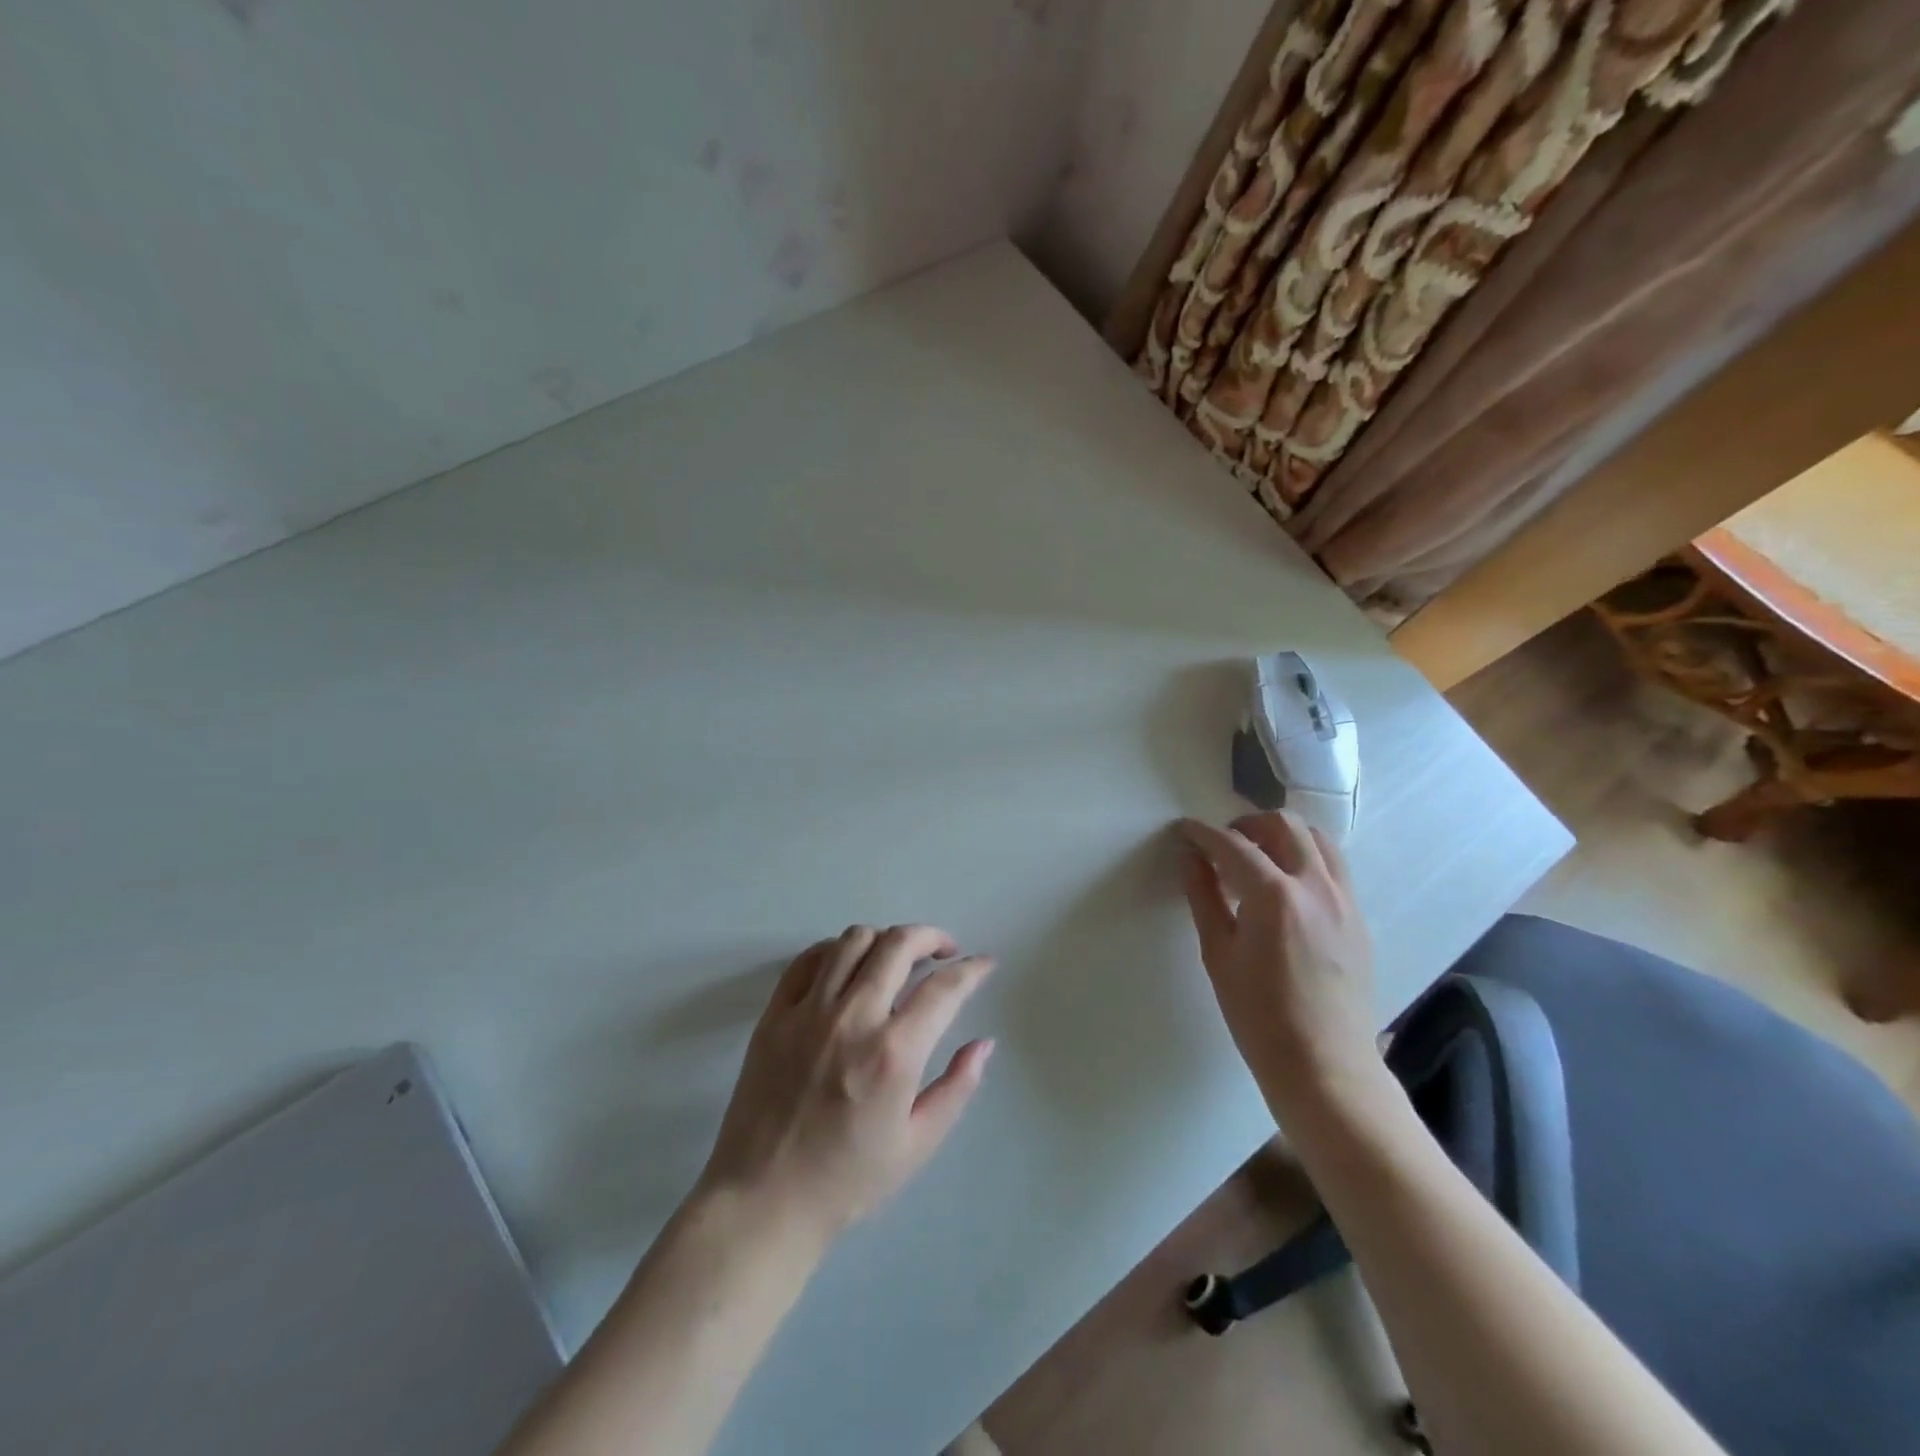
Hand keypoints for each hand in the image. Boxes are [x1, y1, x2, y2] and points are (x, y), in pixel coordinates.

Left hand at [697, 925, 996, 1239]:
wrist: (763, 1201)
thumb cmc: (847, 1180)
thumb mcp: (918, 1144)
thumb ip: (957, 1087)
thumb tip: (983, 1043)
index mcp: (893, 1054)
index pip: (944, 988)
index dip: (972, 969)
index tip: (983, 965)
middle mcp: (853, 1018)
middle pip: (898, 944)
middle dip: (931, 936)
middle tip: (943, 951)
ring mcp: (808, 1011)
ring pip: (853, 940)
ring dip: (885, 939)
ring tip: (896, 958)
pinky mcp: (775, 1014)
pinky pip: (808, 959)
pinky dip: (835, 950)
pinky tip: (848, 965)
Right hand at [1177, 813, 1378, 1111]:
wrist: (1325, 1067)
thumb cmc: (1259, 1016)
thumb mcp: (1218, 953)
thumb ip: (1203, 897)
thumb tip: (1190, 858)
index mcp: (1275, 895)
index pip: (1233, 845)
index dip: (1202, 833)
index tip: (1184, 831)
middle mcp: (1316, 886)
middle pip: (1284, 825)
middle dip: (1247, 824)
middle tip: (1222, 844)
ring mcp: (1345, 900)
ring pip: (1318, 840)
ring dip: (1283, 836)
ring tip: (1257, 859)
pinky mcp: (1359, 918)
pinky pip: (1333, 868)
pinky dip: (1306, 860)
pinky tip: (1285, 890)